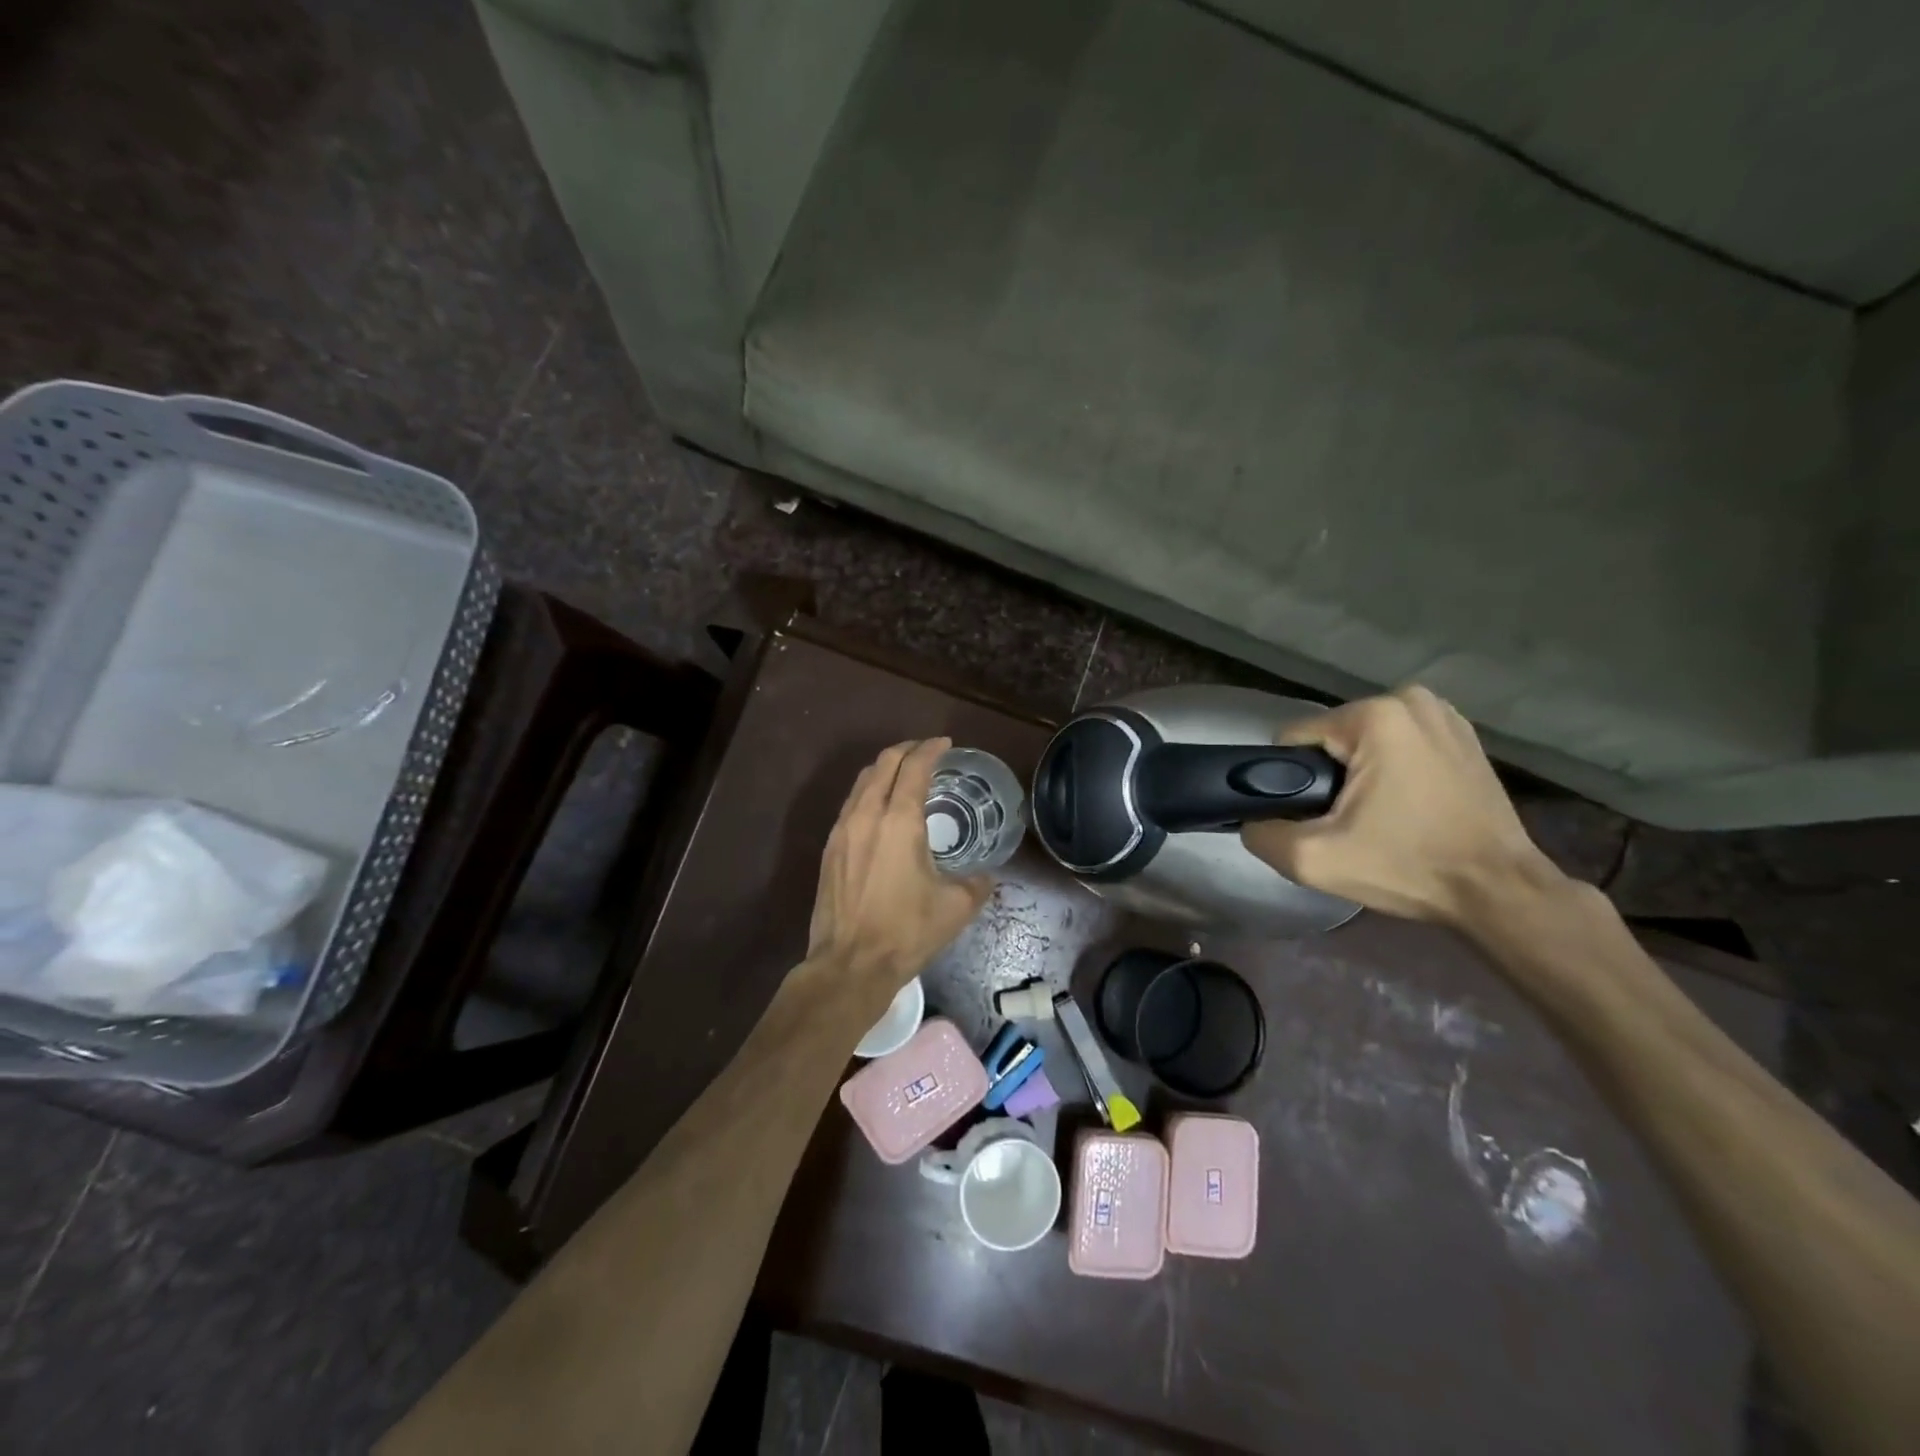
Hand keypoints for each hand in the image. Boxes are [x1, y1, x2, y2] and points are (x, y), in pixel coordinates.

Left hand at [806, 738, 993, 995]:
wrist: (850, 964)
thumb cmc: (907, 931)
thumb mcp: (956, 907)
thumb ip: (977, 883)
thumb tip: (984, 876)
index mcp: (899, 821)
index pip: (915, 767)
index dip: (932, 749)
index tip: (946, 743)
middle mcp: (866, 815)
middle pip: (883, 763)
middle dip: (907, 750)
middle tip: (927, 751)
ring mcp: (842, 830)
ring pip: (862, 782)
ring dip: (885, 769)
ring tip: (904, 774)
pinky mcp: (829, 849)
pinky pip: (851, 804)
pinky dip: (869, 792)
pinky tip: (880, 809)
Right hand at [1240, 686, 1563, 927]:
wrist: (1499, 891)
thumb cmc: (1408, 866)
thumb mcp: (1314, 859)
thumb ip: (1262, 833)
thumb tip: (1250, 819)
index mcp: (1373, 716)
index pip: (1295, 739)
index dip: (1291, 780)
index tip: (1315, 816)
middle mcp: (1409, 699)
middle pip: (1331, 738)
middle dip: (1328, 775)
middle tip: (1347, 823)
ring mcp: (1443, 713)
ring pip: (1365, 740)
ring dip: (1359, 771)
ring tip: (1377, 815)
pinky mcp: (1464, 734)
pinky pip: (1400, 744)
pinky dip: (1393, 768)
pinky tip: (1405, 803)